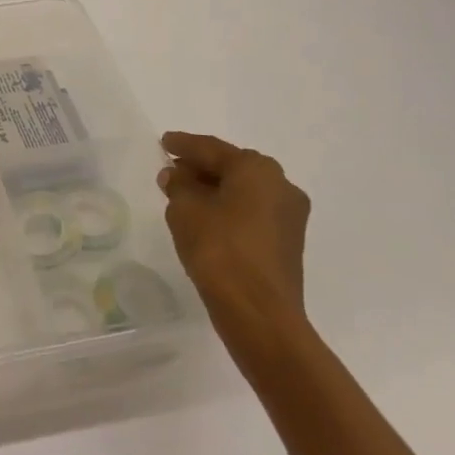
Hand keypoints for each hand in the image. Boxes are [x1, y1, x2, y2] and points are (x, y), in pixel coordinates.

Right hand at [157, 131, 311, 365]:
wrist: (258, 312)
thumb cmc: (219, 250)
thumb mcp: (185, 210)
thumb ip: (178, 185)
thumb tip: (177, 175)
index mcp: (256, 169)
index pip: (211, 149)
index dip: (184, 145)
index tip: (164, 142)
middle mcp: (281, 184)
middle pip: (232, 167)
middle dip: (201, 167)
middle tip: (173, 169)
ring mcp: (289, 215)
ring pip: (244, 191)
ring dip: (215, 189)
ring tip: (185, 194)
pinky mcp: (287, 241)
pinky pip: (252, 212)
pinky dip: (229, 208)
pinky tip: (206, 217)